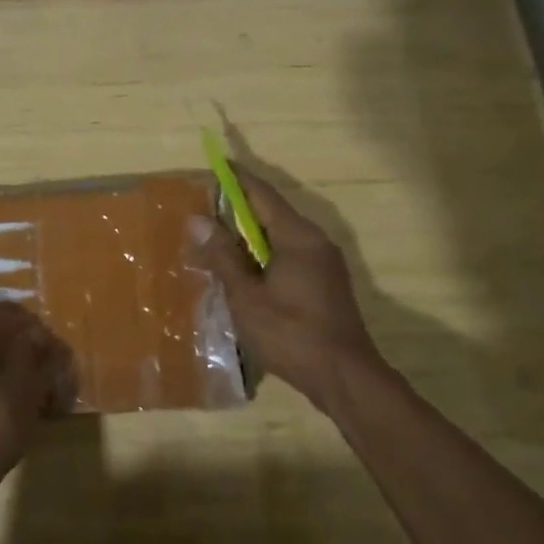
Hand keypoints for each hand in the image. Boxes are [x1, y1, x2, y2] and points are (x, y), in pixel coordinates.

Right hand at [188, 165, 383, 412]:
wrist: (346, 379)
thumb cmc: (292, 334)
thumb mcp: (247, 297)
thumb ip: (223, 256)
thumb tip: (197, 220)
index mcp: (298, 236)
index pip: (262, 194)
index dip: (237, 178)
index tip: (215, 164)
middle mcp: (315, 240)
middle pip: (272, 212)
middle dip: (240, 208)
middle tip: (207, 207)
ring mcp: (325, 262)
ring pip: (281, 235)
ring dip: (251, 234)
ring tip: (219, 239)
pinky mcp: (327, 282)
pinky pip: (291, 253)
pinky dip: (265, 253)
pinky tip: (246, 271)